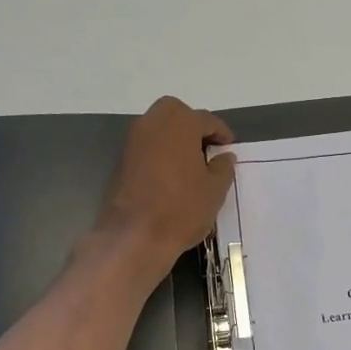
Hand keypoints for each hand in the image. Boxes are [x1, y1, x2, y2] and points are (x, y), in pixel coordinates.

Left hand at [92, 97, 234, 285]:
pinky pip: (146, 145)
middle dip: (193, 125)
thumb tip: (224, 157)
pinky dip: (160, 151)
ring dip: (175, 137)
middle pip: (176, 113)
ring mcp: (133, 141)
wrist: (135, 236)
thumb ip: (223, 168)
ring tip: (191, 161)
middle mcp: (153, 124)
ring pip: (158, 127)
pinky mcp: (121, 160)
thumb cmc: (182, 208)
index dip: (221, 132)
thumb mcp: (215, 190)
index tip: (229, 146)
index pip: (206, 119)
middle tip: (207, 147)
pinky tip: (172, 173)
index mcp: (180, 124)